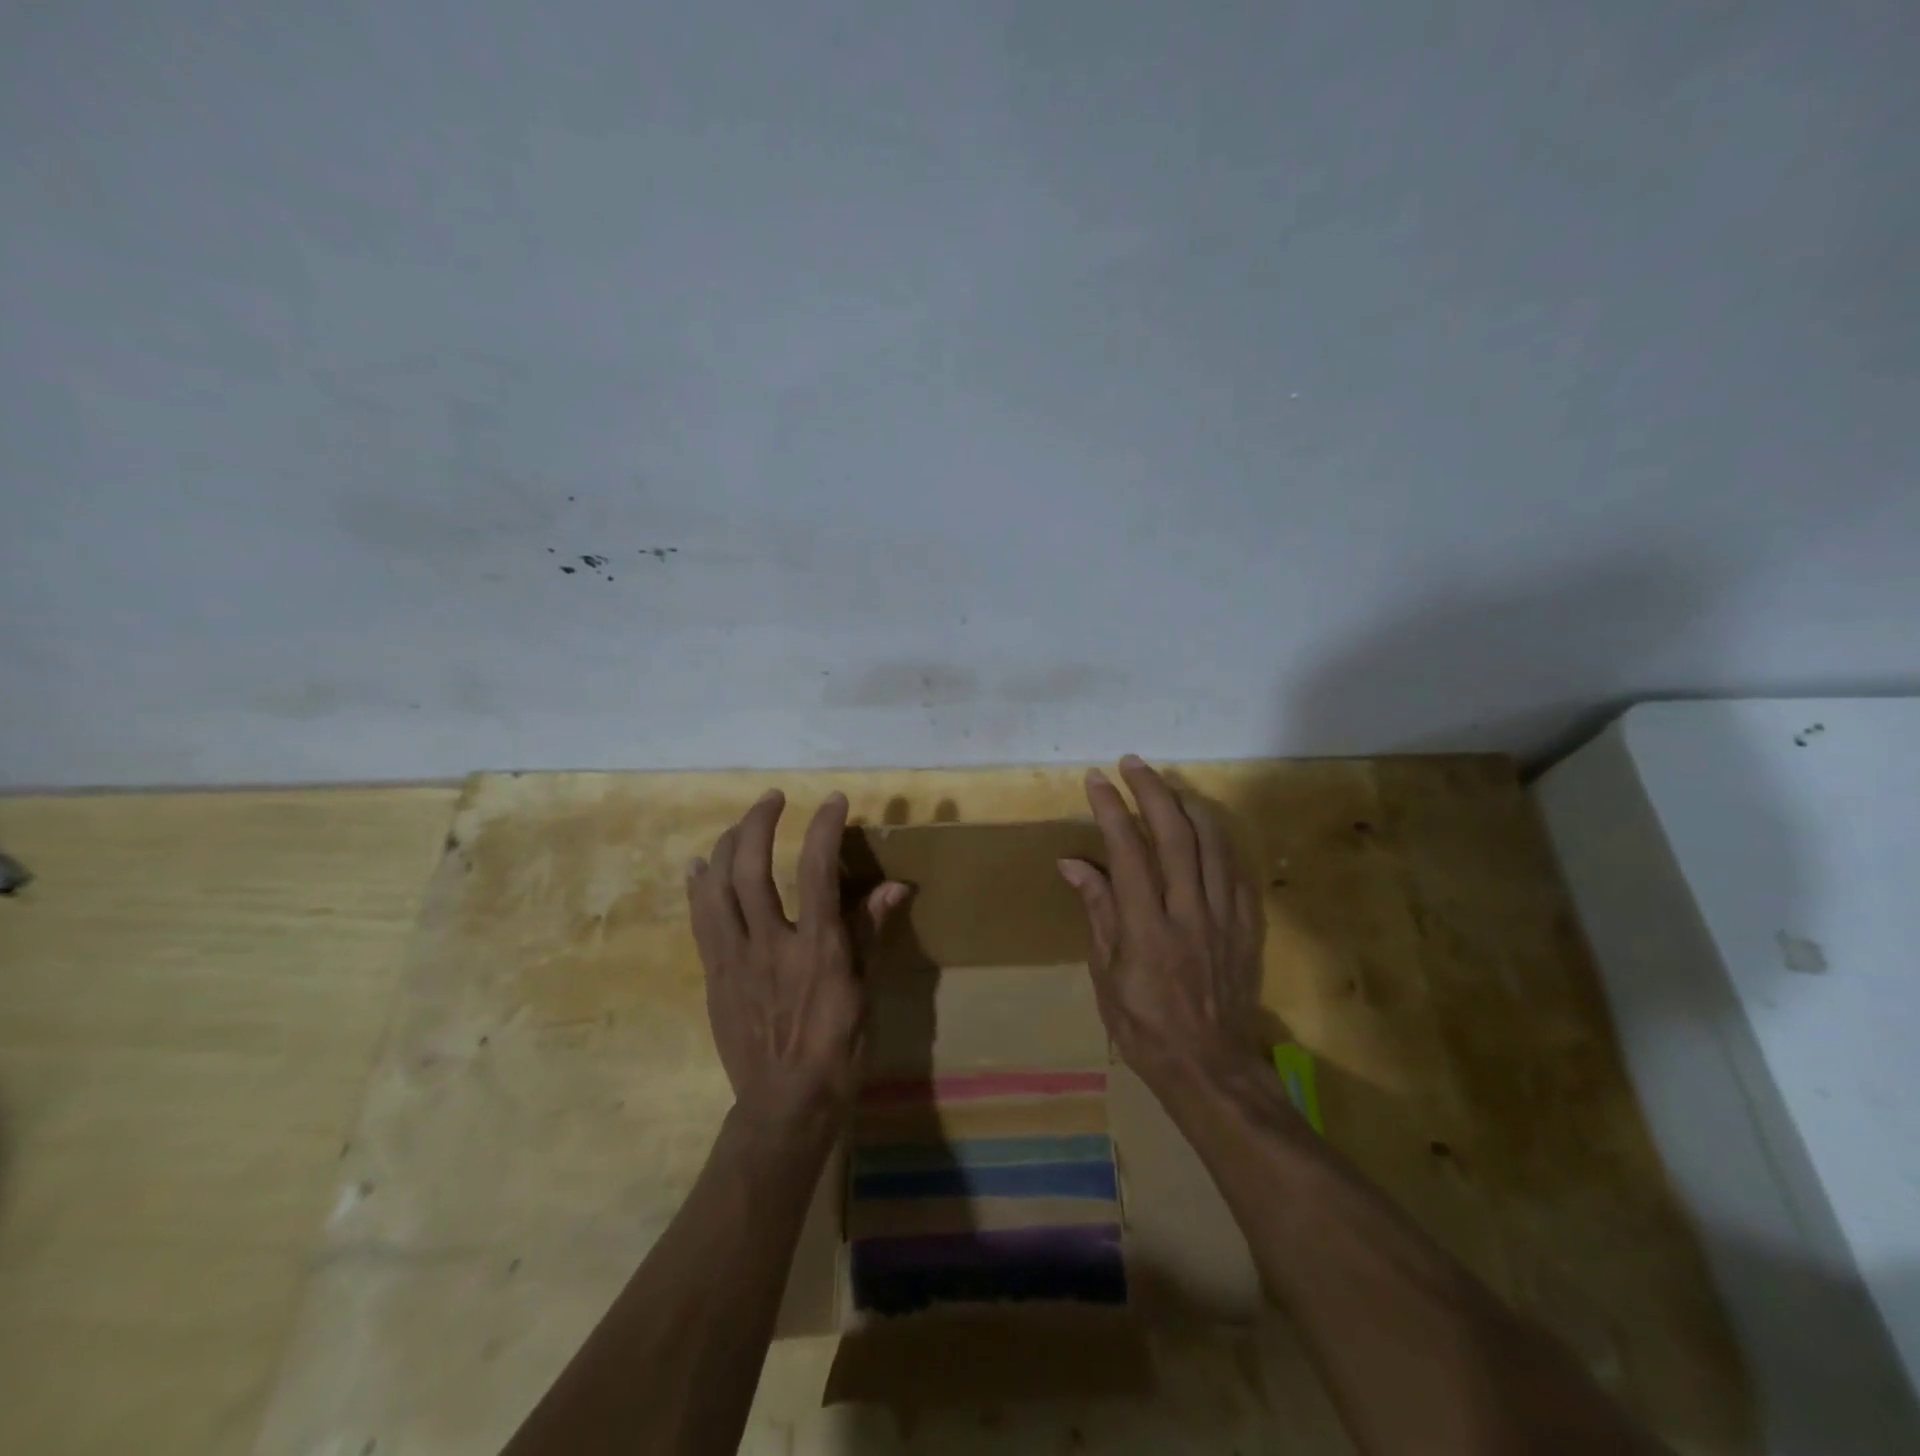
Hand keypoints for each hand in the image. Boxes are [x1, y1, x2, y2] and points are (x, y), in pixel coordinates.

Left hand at [687, 790, 907, 1125]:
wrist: (785, 1105)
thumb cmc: (837, 1049)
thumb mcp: (865, 990)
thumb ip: (871, 931)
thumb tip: (895, 885)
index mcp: (817, 948)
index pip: (816, 871)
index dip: (824, 828)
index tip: (833, 800)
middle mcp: (770, 945)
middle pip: (751, 869)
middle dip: (759, 823)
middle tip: (772, 798)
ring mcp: (734, 960)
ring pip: (717, 889)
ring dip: (726, 846)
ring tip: (739, 825)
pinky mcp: (714, 975)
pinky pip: (700, 921)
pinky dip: (698, 886)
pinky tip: (698, 866)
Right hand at [1058, 757, 1270, 1094]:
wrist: (1211, 1066)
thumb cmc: (1145, 1026)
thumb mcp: (1106, 975)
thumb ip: (1097, 912)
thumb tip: (1072, 863)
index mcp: (1147, 930)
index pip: (1129, 853)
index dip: (1112, 810)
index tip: (1097, 780)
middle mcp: (1189, 914)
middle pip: (1175, 835)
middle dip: (1152, 791)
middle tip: (1132, 764)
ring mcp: (1225, 917)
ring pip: (1213, 842)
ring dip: (1188, 804)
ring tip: (1166, 784)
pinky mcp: (1247, 925)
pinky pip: (1236, 867)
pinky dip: (1218, 836)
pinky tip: (1203, 825)